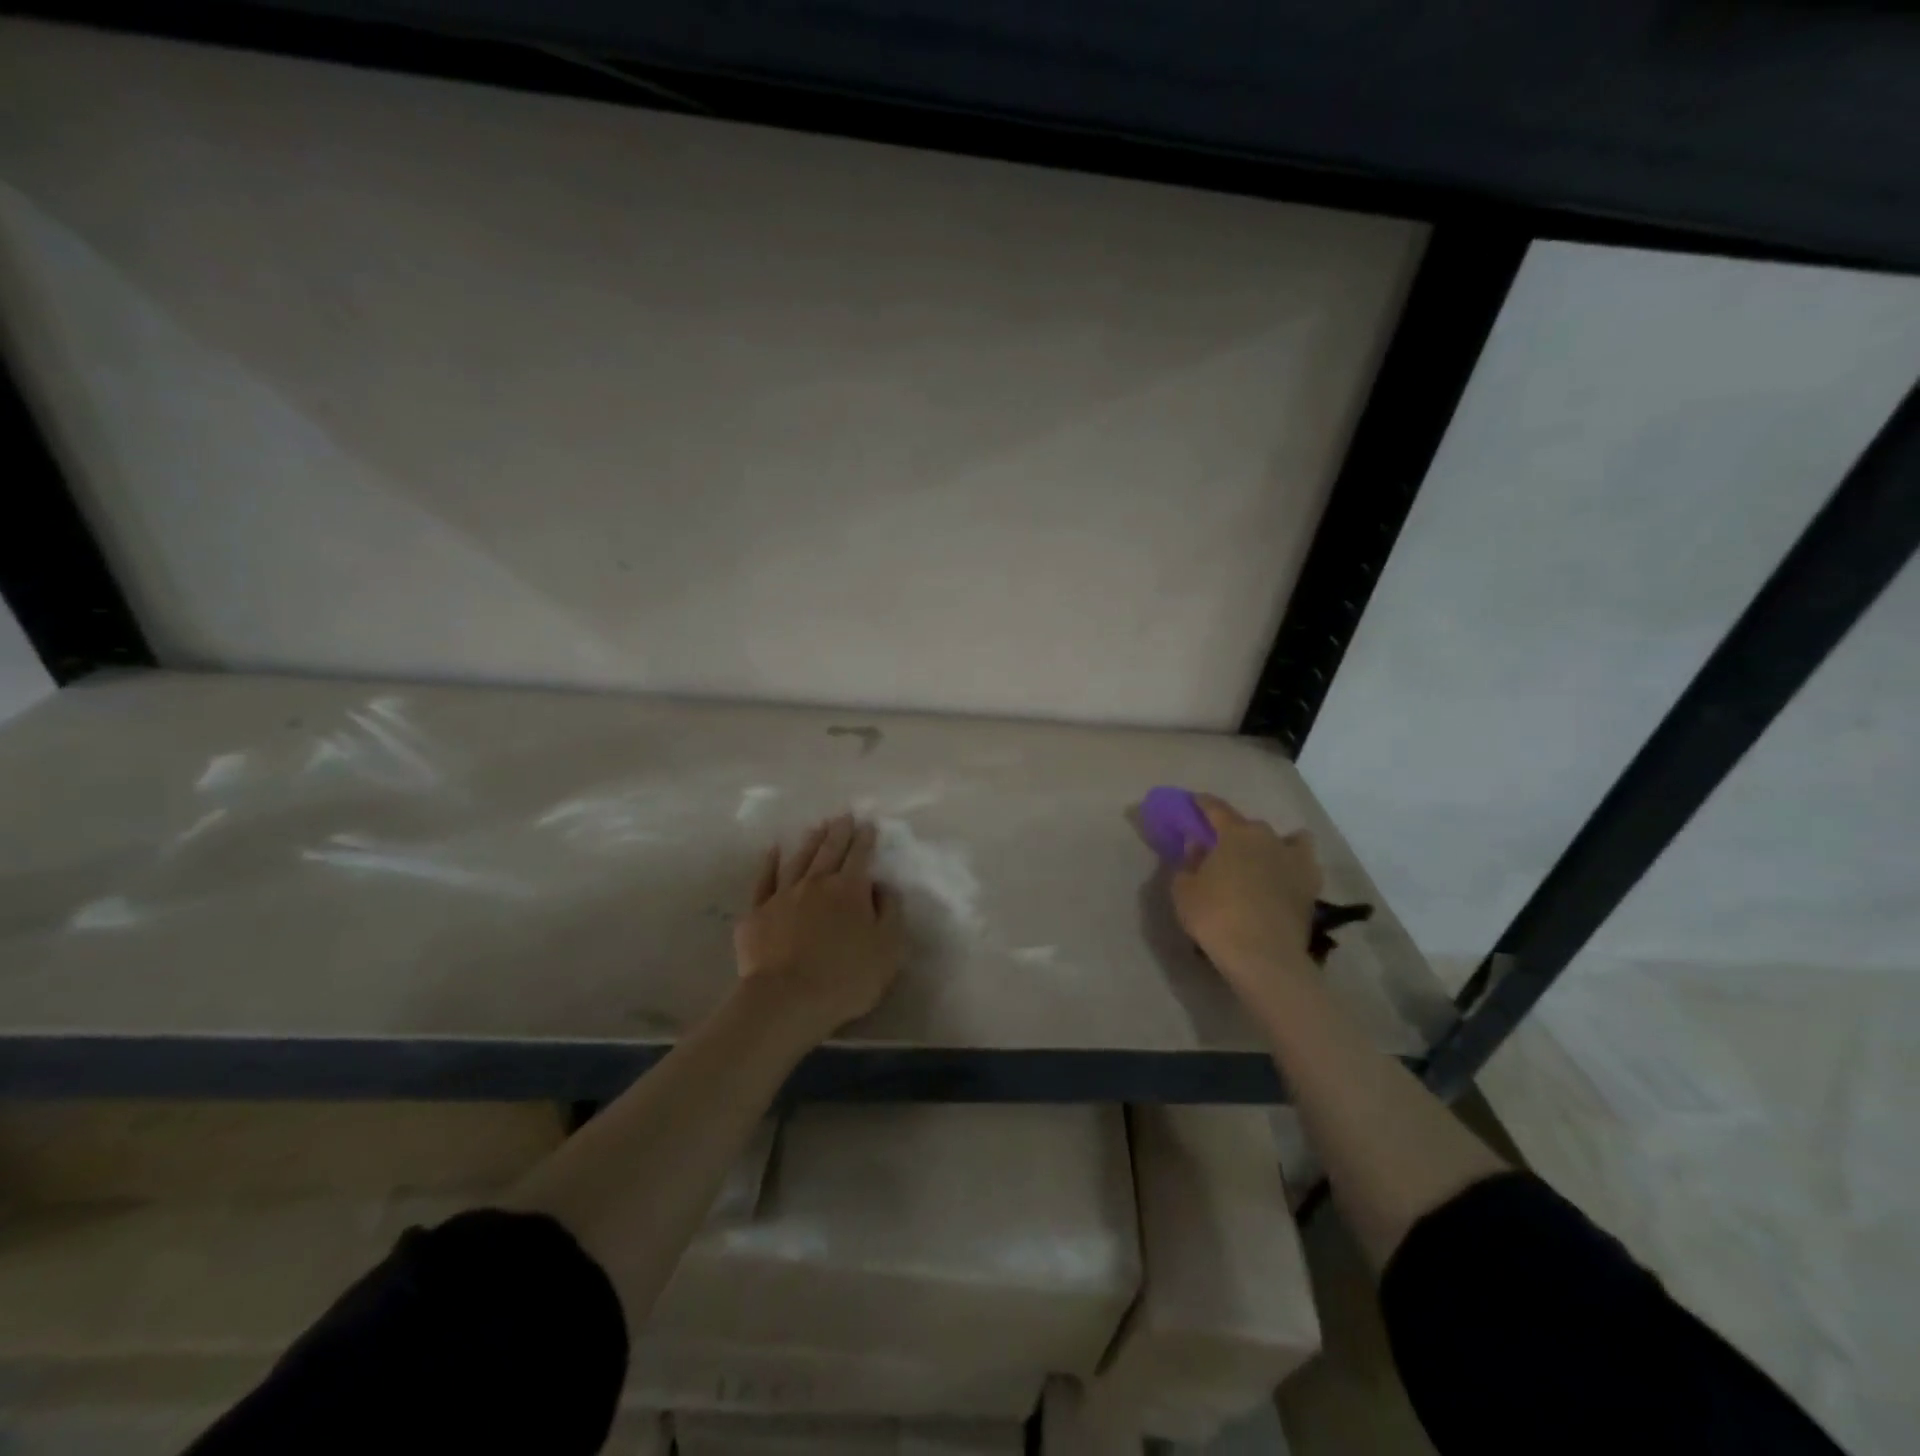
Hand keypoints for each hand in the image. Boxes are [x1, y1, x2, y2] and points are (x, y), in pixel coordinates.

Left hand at [733, 814, 905, 1043]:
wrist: (786, 1000)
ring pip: (798, 859)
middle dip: (838, 832)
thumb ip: (890, 913)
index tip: (868, 825)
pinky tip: (773, 852)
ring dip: (809, 842)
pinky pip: (764, 880)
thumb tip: (883, 887)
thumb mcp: (887, 949)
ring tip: (816, 827)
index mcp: (849, 890)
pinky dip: (769, 863)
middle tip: (843, 815)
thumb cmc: (845, 978)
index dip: (865, 839)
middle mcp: (816, 883)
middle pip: (829, 851)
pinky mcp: (756, 913)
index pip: (860, 856)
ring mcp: (783, 895)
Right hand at [1170, 794, 1322, 1005]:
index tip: (1194, 801)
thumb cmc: (1216, 916)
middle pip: (1250, 827)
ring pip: (1289, 840)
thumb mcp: (1185, 890)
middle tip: (1223, 849)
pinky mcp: (1312, 886)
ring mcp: (1296, 861)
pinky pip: (1305, 865)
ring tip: (1263, 861)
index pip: (1216, 809)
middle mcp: (1268, 838)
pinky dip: (1295, 867)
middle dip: (1236, 833)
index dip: (1203, 803)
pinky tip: (1284, 879)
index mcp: (1235, 834)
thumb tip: (1198, 845)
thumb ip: (1189, 862)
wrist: (1263, 955)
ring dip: (1275, 845)